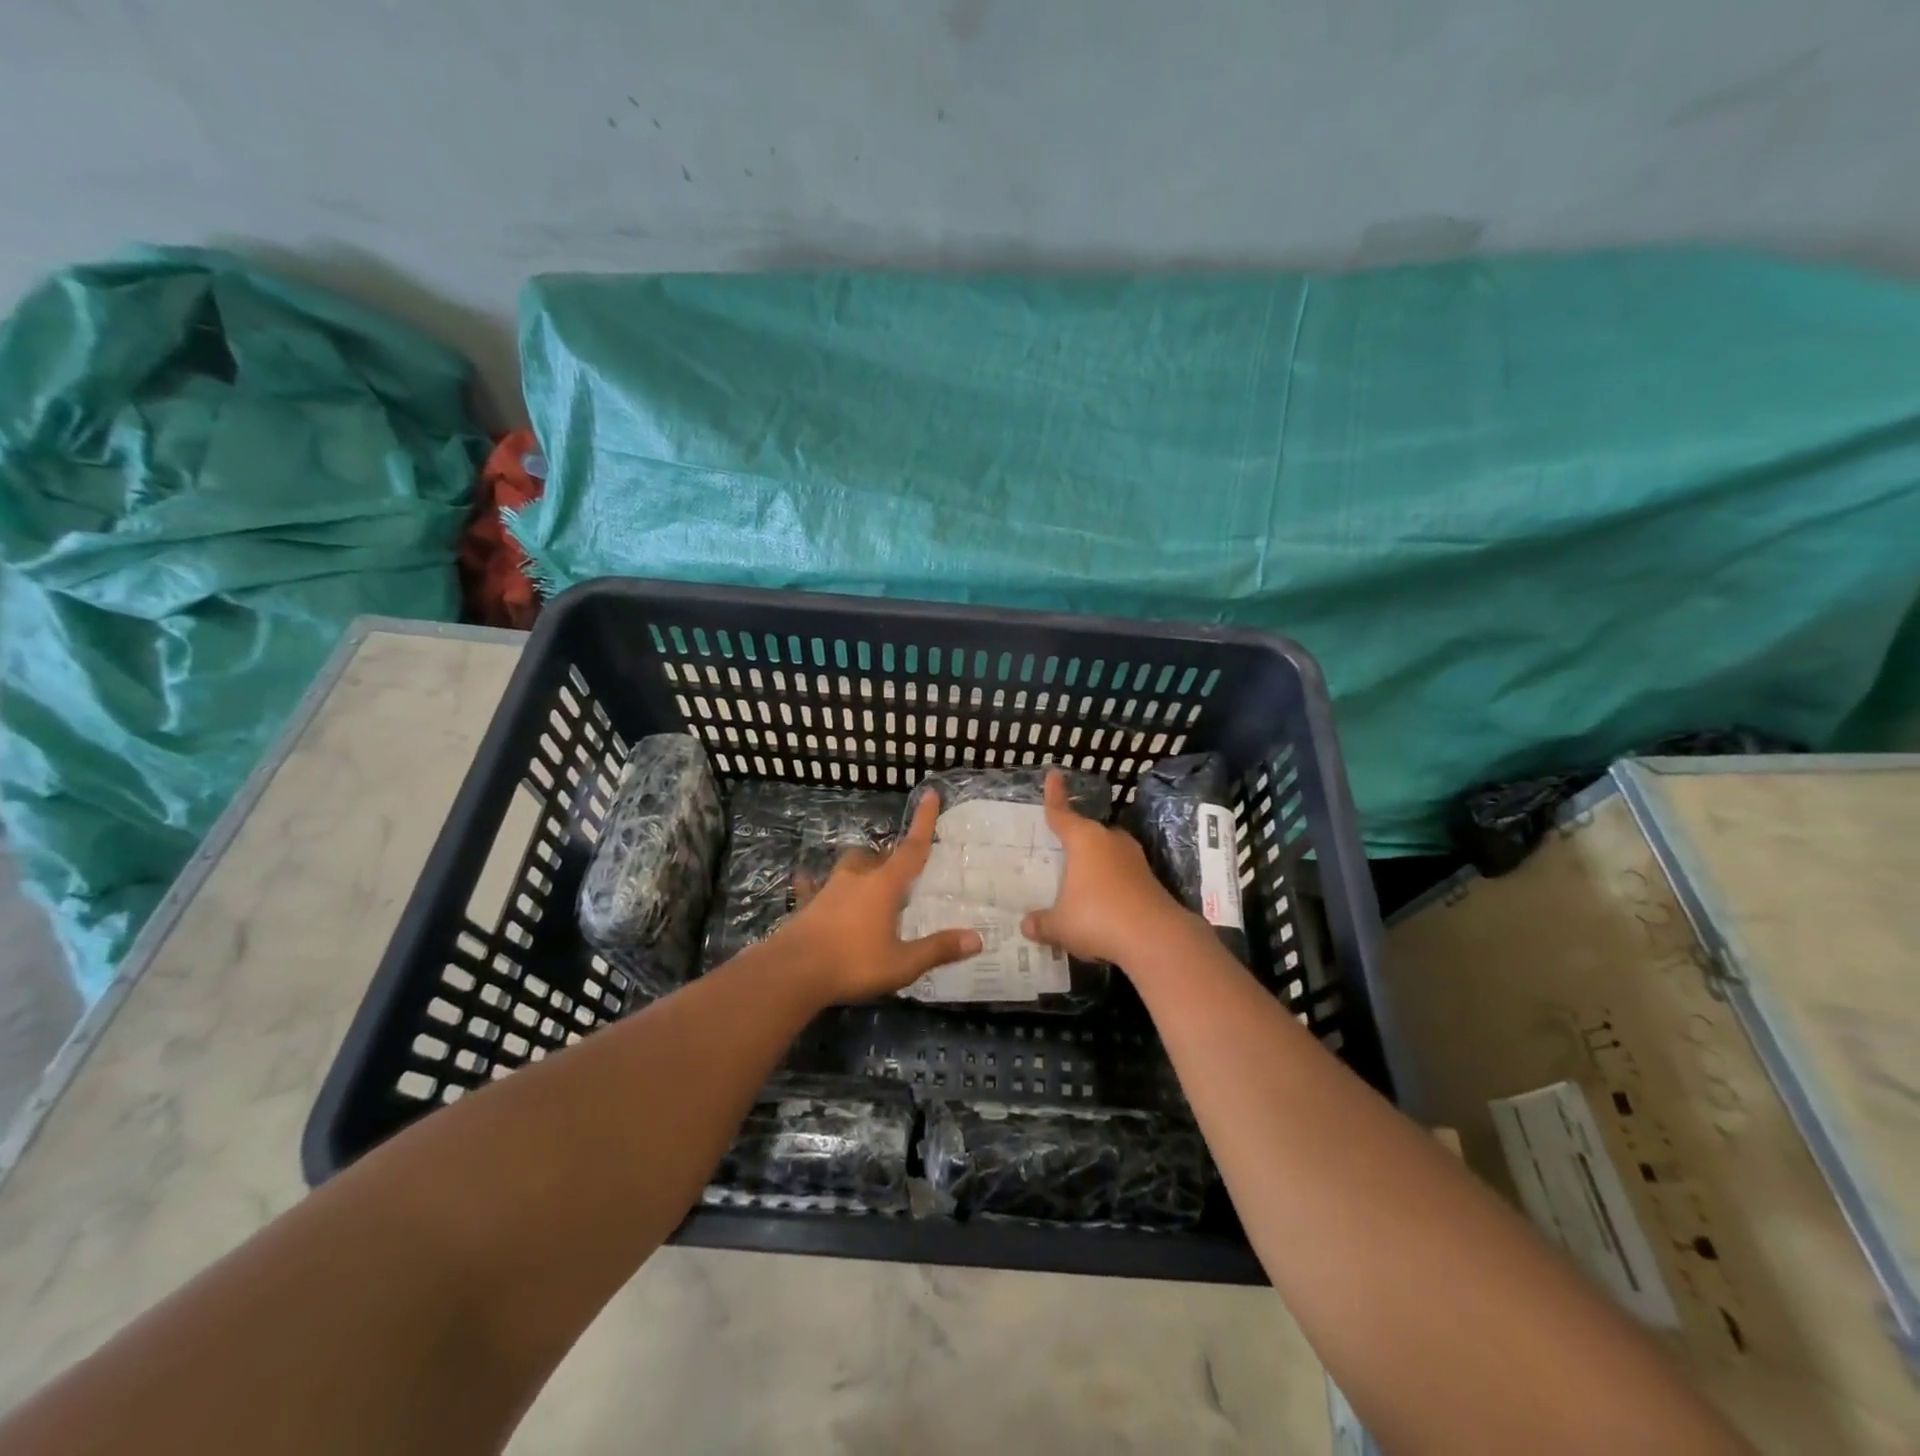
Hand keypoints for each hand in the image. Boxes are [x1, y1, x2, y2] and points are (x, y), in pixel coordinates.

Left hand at [769, 793, 981, 1003]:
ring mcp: (827, 889)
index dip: (924, 822)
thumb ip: (938, 949)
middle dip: (891, 856)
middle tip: (902, 870)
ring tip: (868, 877)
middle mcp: (856, 878)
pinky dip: (813, 882)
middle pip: (877, 856)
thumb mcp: (902, 963)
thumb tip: (977, 939)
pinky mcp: (806, 905)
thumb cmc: (853, 964)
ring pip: (848, 866)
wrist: (792, 972)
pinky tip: (806, 879)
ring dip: (860, 866)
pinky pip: (811, 886)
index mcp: (884, 885)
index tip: (930, 794)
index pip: (911, 848)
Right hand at [1021, 769, 1191, 966]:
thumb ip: (1042, 923)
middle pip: (1088, 832)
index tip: (1054, 774)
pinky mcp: (1150, 880)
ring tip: (1080, 878)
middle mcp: (1110, 841)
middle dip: (1075, 838)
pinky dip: (1110, 882)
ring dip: (1095, 862)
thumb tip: (1026, 925)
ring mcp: (1134, 859)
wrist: (1155, 939)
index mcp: (1084, 840)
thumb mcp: (1060, 925)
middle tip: (1060, 846)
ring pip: (1108, 852)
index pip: (1062, 813)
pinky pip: (1122, 874)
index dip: (1055, 795)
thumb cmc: (1097, 918)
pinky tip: (1102, 901)